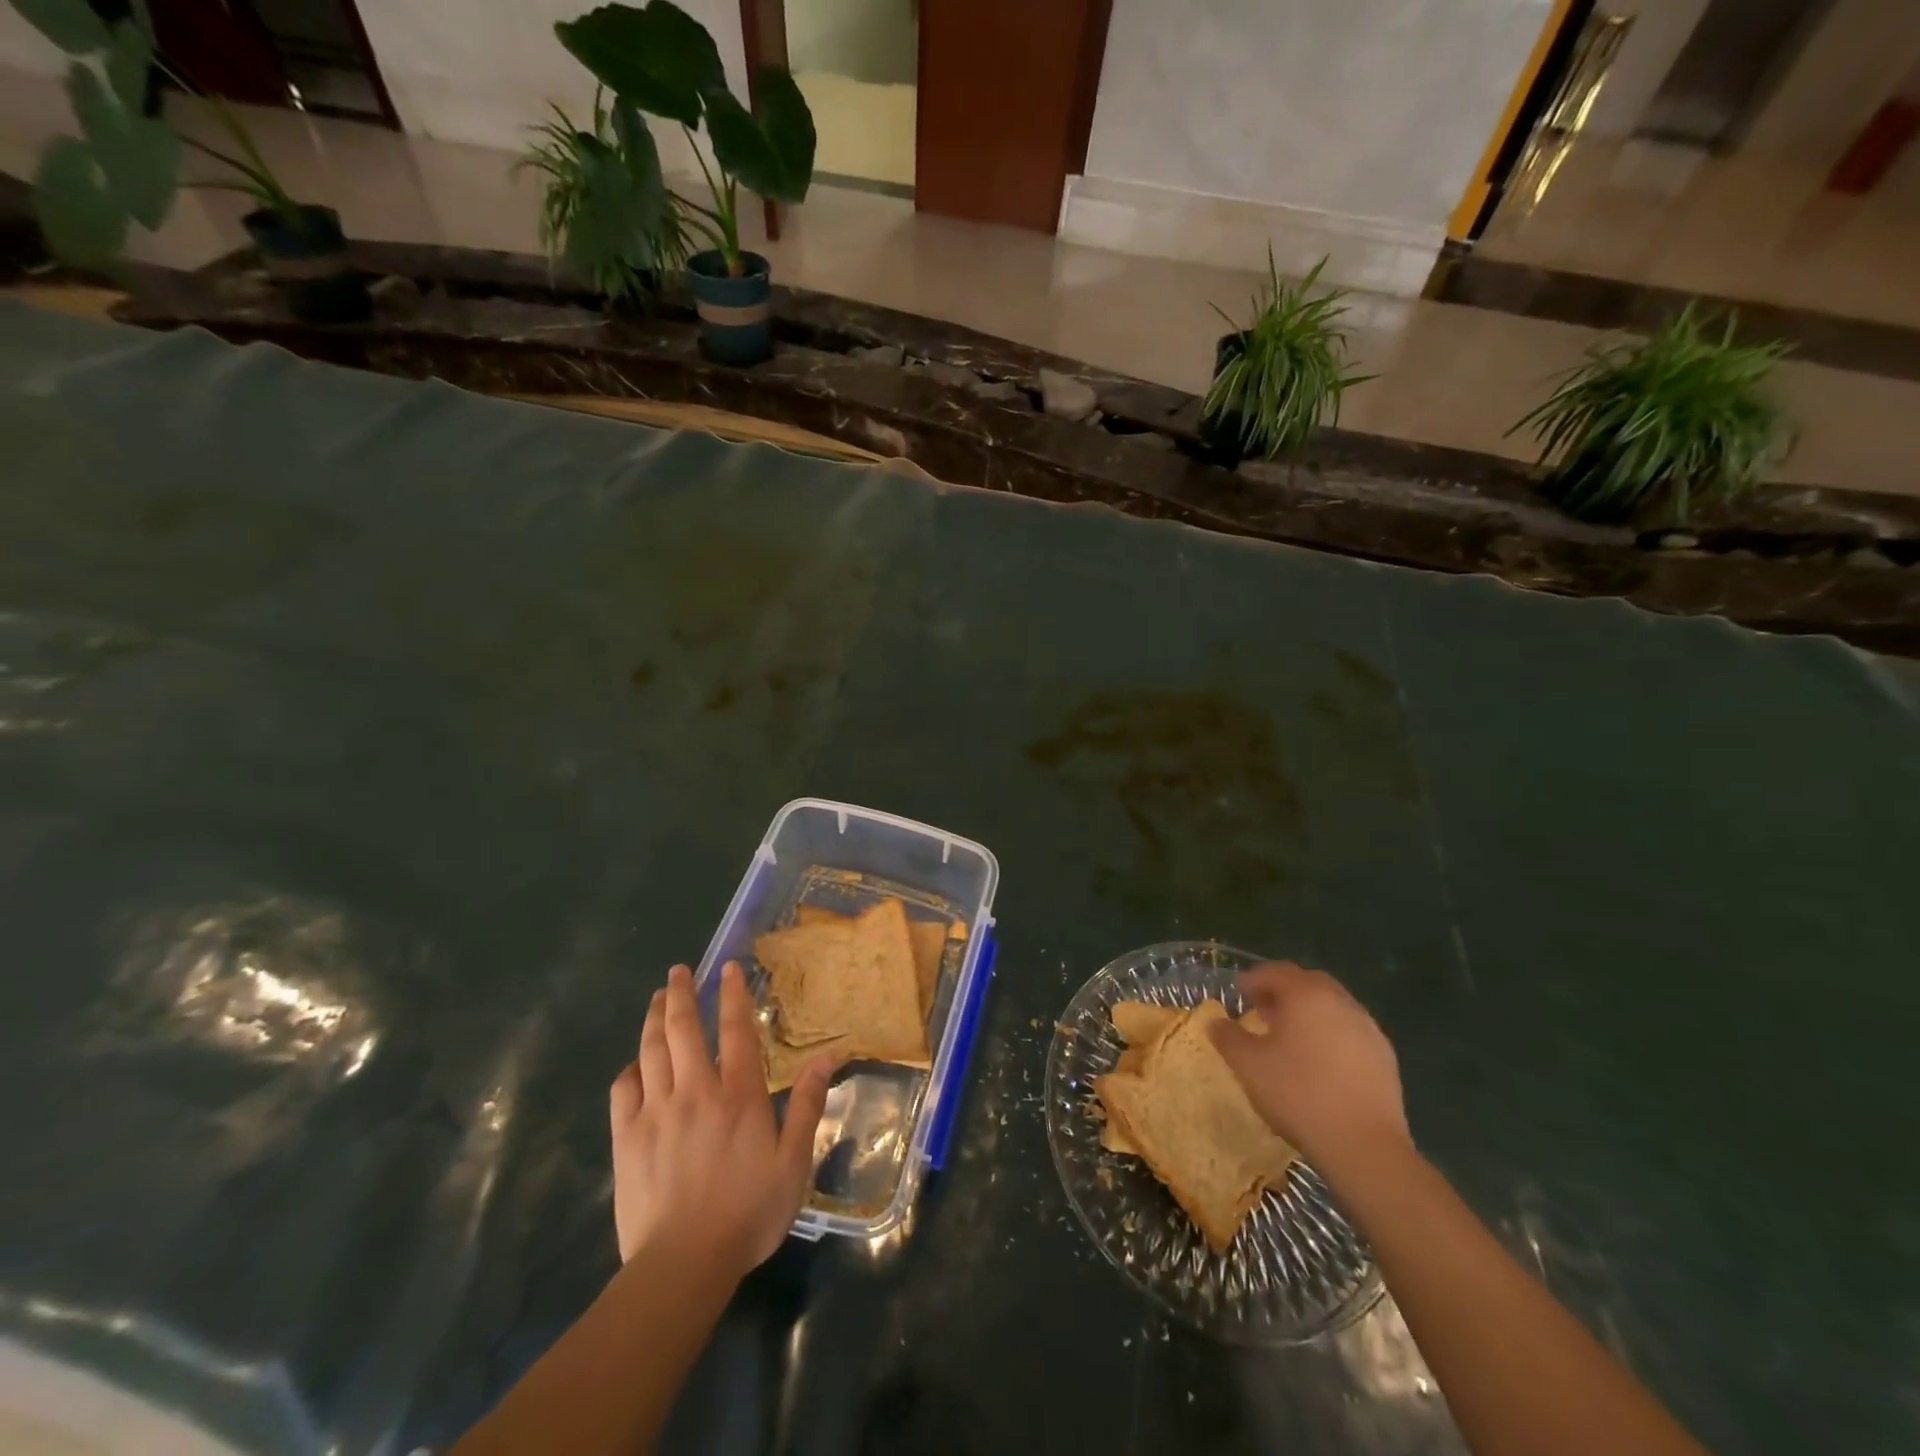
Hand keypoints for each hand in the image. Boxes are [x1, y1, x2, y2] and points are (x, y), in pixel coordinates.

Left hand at [608, 962, 830, 1275]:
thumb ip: (808, 1106)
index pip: (737, 1031)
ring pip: (652, 1051)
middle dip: (682, 994)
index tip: (728, 968)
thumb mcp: (794, 1162)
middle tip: (679, 971)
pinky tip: (634, 1063)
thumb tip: (828, 1057)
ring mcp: (656, 1112)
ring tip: (658, 998)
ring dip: (654, 1019)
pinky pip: (623, 1090)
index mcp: (739, 1095)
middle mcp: (696, 1091)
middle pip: (684, 1029)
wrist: (683, 1264)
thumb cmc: (748, 1212)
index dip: (733, 995)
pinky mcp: (626, 1138)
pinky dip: (630, 1068)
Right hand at [1210, 962, 1409, 1166]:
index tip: (1238, 992)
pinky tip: (1319, 1062)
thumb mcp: (1249, 1065)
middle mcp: (1340, 1001)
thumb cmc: (1298, 1093)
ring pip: (1331, 1006)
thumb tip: (1215, 1022)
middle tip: (1262, 1010)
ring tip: (1289, 1037)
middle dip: (1283, 991)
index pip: (1276, 971)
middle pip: (1307, 983)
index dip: (1253, 979)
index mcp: (1306, 994)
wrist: (1363, 1144)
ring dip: (1308, 1013)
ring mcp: (1367, 1028)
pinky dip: (1330, 1034)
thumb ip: (1229, 1037)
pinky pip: (1349, 1031)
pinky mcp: (1384, 1056)